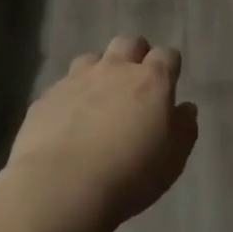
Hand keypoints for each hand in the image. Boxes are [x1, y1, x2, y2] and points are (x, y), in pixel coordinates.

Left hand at [1, 36, 198, 231]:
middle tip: (136, 84)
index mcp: (151, 81)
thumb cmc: (130, 175)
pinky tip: (69, 121)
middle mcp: (114, 70)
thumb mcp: (173, 160)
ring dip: (100, 71)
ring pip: (92, 58)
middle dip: (135, 56)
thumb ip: (184, 128)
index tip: (169, 83)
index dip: (170, 66)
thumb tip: (185, 108)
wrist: (61, 188)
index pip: (167, 55)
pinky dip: (71, 96)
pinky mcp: (46, 97)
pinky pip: (63, 85)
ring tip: (99, 99)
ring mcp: (76, 79)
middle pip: (128, 43)